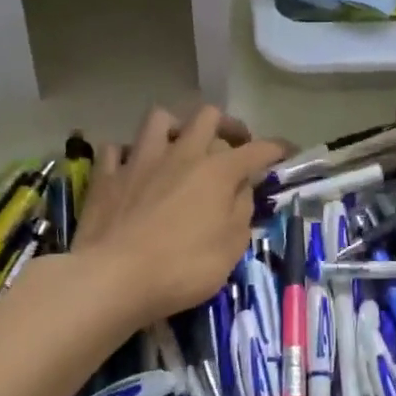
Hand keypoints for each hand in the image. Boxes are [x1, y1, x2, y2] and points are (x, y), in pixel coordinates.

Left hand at [76, 104, 287, 327]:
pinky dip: (128, 154)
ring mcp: (140, 160)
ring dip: (175, 128)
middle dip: (227, 125)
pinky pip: (117, 149)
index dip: (277, 148)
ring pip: (160, 119)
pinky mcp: (107, 176)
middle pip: (208, 116)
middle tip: (233, 146)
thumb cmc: (182, 268)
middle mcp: (181, 154)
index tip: (288, 151)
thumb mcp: (231, 248)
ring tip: (180, 147)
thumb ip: (241, 212)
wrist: (112, 278)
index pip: (257, 150)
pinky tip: (132, 167)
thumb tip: (243, 189)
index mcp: (217, 172)